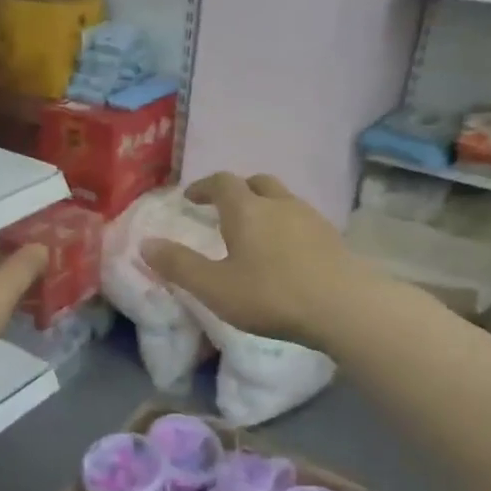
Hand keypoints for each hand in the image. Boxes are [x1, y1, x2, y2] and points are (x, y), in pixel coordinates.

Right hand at [143, 174, 357, 347]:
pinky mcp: (332, 238)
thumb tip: (145, 243)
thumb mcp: (214, 287)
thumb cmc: (271, 295)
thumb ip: (178, 265)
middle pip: (257, 183)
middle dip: (237, 190)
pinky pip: (302, 220)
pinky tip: (285, 253)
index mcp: (246, 210)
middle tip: (223, 209)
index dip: (203, 186)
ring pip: (283, 200)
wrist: (344, 308)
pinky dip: (286, 226)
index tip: (191, 198)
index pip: (222, 182)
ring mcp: (311, 218)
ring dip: (264, 207)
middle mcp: (279, 204)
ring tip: (254, 232)